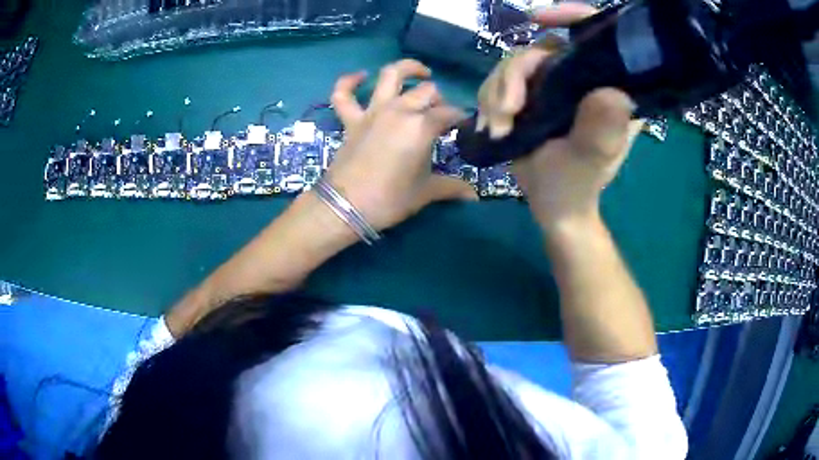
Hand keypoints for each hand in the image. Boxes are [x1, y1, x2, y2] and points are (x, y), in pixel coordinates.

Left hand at [324, 59, 476, 231]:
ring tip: (421, 73)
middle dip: (439, 99)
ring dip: (407, 69)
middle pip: (427, 91)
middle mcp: (399, 110)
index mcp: (421, 127)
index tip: (464, 128)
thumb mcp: (425, 193)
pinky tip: (360, 76)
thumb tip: (474, 196)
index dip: (460, 119)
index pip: (449, 114)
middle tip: (441, 115)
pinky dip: (349, 82)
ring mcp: (372, 111)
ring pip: (390, 76)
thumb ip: (451, 188)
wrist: (345, 207)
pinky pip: (343, 94)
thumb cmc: (390, 199)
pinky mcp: (350, 119)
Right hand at [477, 3, 642, 229]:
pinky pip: (500, 80)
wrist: (553, 204)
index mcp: (609, 87)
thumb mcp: (591, 160)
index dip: (571, 16)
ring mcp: (553, 84)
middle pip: (541, 48)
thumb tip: (612, 93)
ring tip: (497, 128)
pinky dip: (489, 100)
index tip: (538, 18)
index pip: (595, 36)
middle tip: (506, 111)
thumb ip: (601, 130)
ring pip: (514, 63)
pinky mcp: (531, 94)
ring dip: (496, 93)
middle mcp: (581, 78)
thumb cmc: (578, 184)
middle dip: (515, 75)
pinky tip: (491, 125)